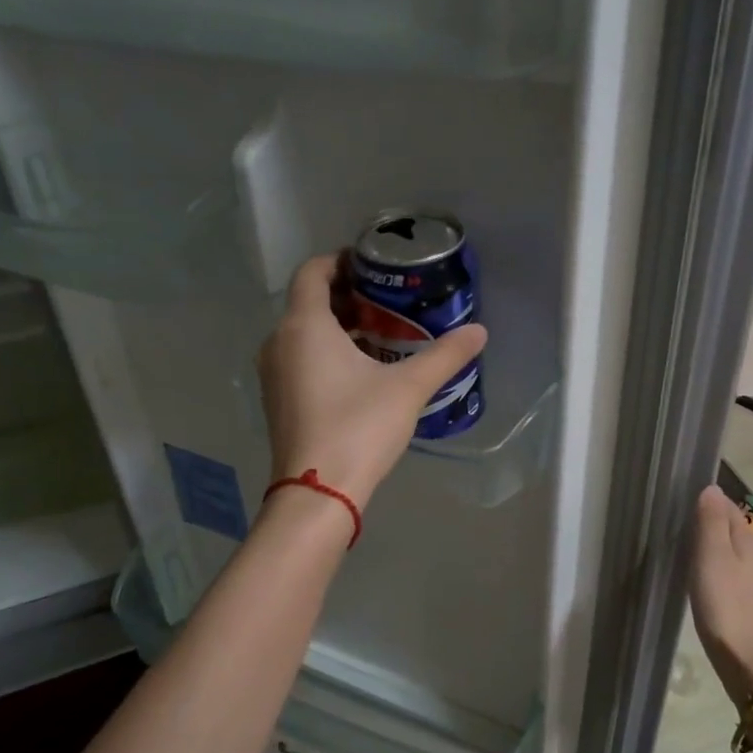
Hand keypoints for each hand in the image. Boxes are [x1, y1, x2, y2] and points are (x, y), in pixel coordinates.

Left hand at [258, 255, 487, 511]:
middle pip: (309, 302)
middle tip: (389, 303)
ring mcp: (273, 375)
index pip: (313, 271)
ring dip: (338, 328)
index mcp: (304, 326)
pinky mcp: (277, 401)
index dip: (341, 260)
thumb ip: (445, 356)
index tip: (373, 266)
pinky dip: (326, 354)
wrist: (318, 492)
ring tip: (382, 337)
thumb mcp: (409, 388)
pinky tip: (361, 374)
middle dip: (348, 297)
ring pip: (304, 334)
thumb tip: (479, 330)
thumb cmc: (359, 427)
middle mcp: (279, 342)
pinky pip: (300, 360)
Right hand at [689, 486, 752, 704]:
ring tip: (693, 556)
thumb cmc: (726, 607)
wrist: (752, 665)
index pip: (731, 509)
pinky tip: (712, 587)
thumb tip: (712, 489)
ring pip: (739, 557)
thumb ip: (711, 523)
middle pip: (737, 533)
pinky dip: (725, 574)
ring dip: (720, 552)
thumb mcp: (712, 558)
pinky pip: (740, 580)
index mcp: (752, 543)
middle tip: (683, 529)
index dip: (710, 503)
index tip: (685, 504)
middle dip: (714, 526)